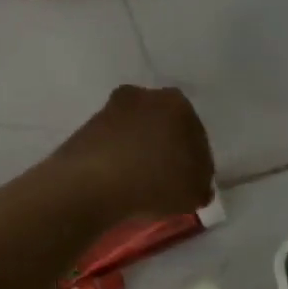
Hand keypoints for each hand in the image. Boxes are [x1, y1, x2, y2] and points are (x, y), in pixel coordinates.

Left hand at [51, 86, 214, 224]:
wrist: (92, 183)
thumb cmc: (156, 182)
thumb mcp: (195, 192)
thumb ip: (201, 183)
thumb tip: (195, 184)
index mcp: (179, 104)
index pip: (196, 134)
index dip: (196, 161)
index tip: (191, 181)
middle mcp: (146, 96)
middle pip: (163, 126)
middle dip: (166, 149)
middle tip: (167, 181)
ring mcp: (112, 109)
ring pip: (136, 133)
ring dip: (140, 152)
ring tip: (140, 185)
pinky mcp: (86, 126)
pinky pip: (112, 145)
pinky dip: (117, 160)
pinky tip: (118, 183)